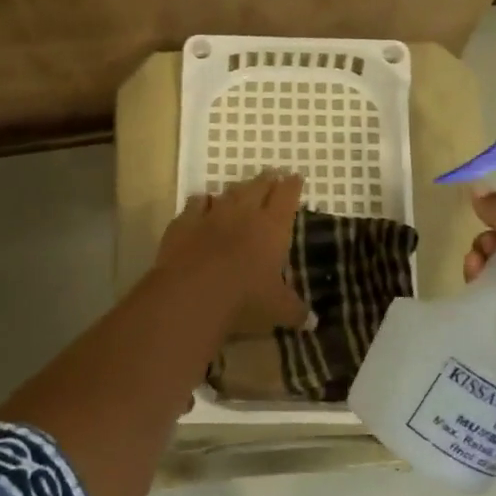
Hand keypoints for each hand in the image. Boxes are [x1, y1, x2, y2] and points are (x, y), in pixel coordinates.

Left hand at [153, 171, 309, 331]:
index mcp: (273, 227)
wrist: (193, 294)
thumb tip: (311, 321)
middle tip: (271, 174)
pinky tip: (202, 204)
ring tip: (240, 188)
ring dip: (236, 189)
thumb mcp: (278, 310)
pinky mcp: (184, 223)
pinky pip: (195, 204)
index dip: (292, 186)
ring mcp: (211, 214)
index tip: (295, 177)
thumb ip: (295, 311)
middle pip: (258, 186)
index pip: (287, 197)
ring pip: (227, 192)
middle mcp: (244, 213)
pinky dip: (202, 202)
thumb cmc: (245, 298)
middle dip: (266, 180)